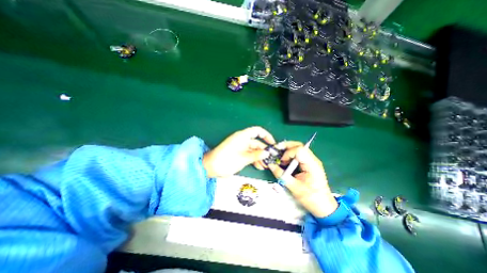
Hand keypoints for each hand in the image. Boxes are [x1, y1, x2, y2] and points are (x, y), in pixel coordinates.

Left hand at [201, 126, 275, 177]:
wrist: (210, 166)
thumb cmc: (227, 160)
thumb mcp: (244, 158)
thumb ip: (256, 155)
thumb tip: (268, 153)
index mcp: (243, 136)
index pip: (257, 131)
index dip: (266, 135)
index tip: (273, 144)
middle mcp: (242, 139)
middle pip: (256, 142)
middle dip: (264, 150)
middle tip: (271, 159)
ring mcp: (240, 146)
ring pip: (253, 149)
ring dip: (259, 156)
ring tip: (266, 165)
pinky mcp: (237, 152)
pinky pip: (248, 154)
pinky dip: (253, 159)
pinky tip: (259, 166)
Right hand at [266, 143, 339, 216]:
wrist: (324, 206)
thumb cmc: (311, 198)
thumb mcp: (294, 188)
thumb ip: (281, 175)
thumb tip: (270, 165)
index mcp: (312, 165)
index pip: (299, 150)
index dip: (288, 153)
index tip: (282, 162)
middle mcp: (313, 160)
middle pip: (299, 145)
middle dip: (286, 146)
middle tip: (276, 151)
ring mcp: (311, 161)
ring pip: (298, 148)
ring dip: (287, 150)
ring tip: (279, 156)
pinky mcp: (308, 164)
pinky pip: (298, 154)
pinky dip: (289, 155)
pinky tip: (285, 161)